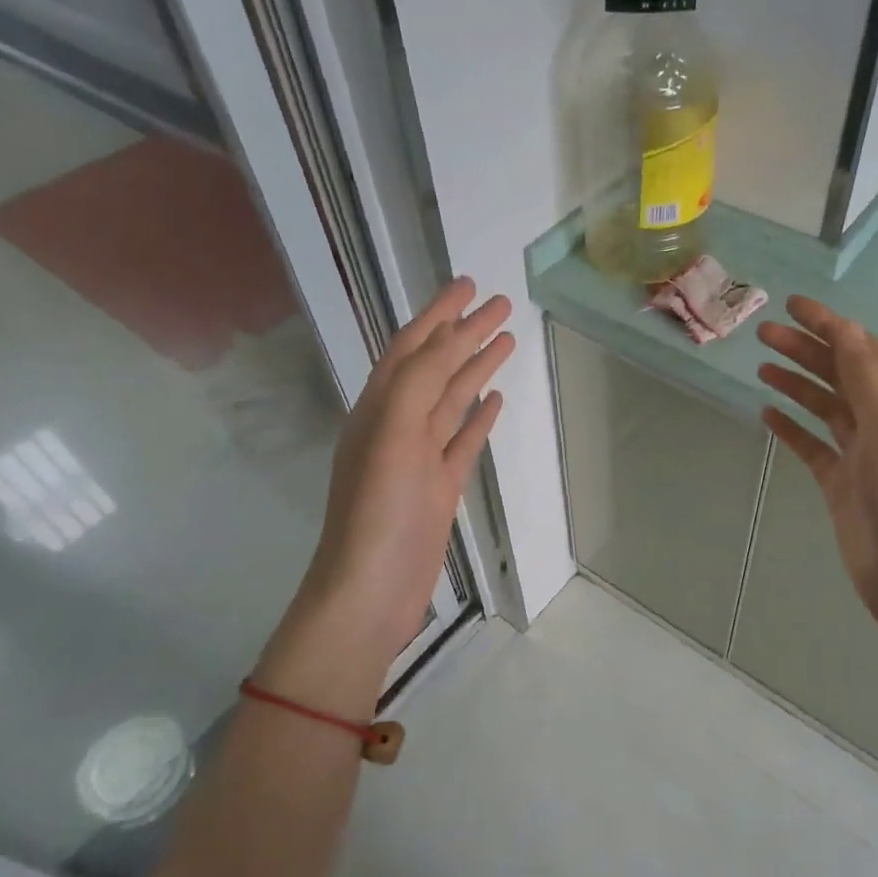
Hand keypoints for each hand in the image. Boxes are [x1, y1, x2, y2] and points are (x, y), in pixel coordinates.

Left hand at [260, 278, 513, 700]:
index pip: (412, 347)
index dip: (438, 314)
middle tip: (500, 305)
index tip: (470, 285)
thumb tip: (447, 340)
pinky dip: (479, 417)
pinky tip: (496, 400)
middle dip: (464, 333)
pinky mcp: (439, 487)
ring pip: (452, 400)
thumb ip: (417, 384)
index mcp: (378, 408)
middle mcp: (397, 425)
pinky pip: (462, 440)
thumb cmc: (377, 512)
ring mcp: (420, 458)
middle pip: (436, 367)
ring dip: (476, 368)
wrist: (371, 591)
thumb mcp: (392, 436)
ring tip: (506, 340)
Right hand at [757, 296, 877, 644]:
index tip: (791, 305)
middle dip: (804, 350)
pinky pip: (811, 444)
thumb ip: (865, 379)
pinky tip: (768, 413)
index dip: (828, 325)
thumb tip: (846, 329)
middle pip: (838, 374)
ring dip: (795, 383)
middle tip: (763, 334)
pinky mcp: (839, 483)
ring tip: (762, 366)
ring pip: (823, 406)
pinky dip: (791, 427)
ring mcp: (859, 454)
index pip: (861, 350)